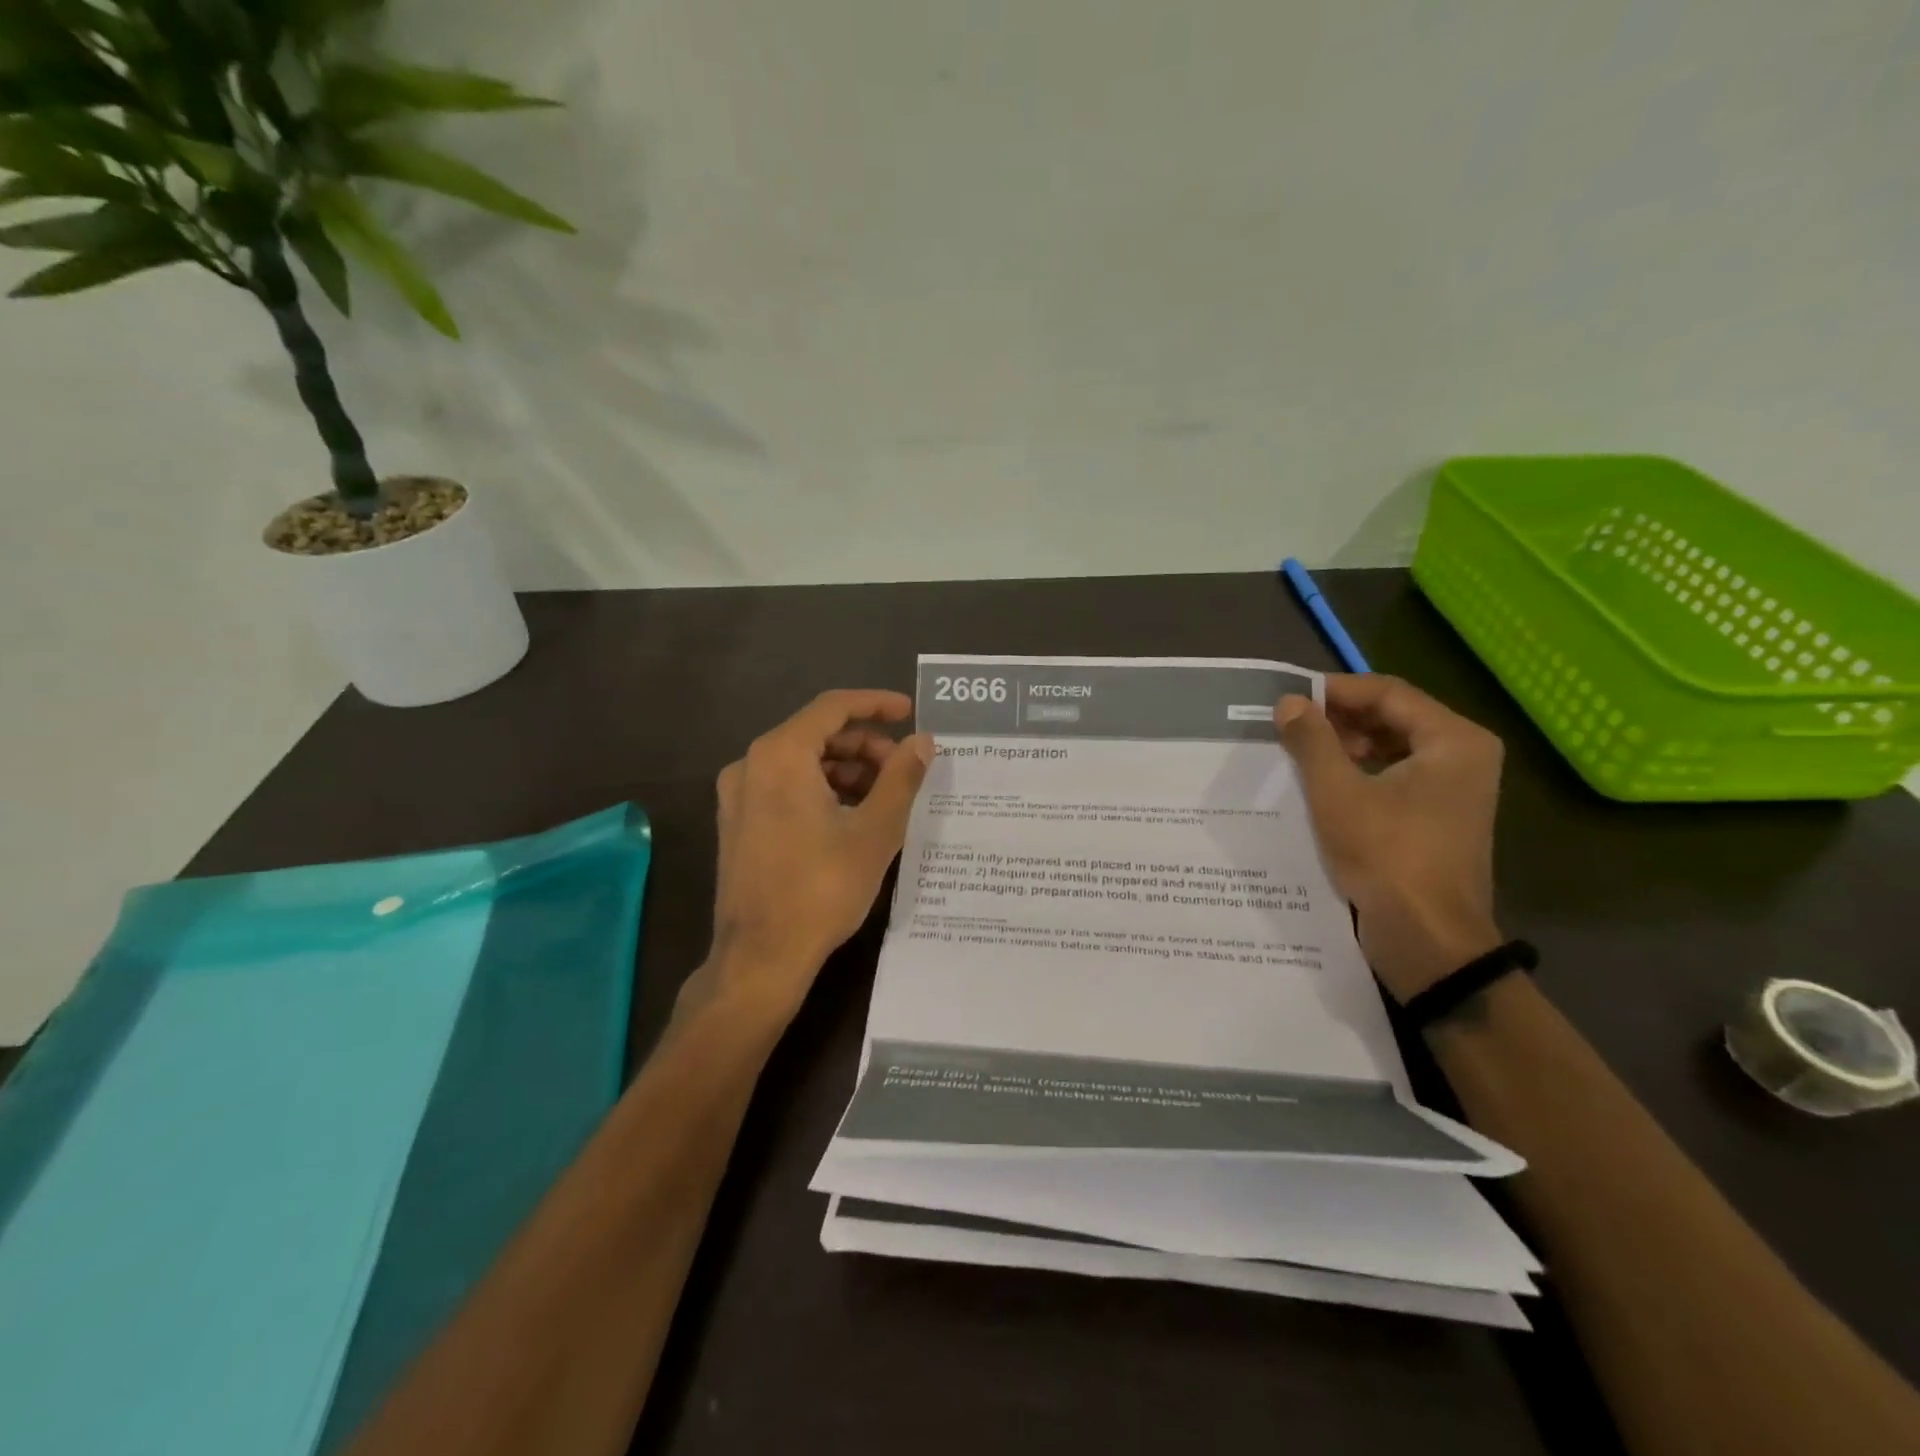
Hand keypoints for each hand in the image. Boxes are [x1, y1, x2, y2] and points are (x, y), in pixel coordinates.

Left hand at [697, 689, 932, 1025]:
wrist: (760, 958)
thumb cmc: (821, 890)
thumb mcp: (874, 832)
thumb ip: (901, 778)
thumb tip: (923, 741)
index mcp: (780, 755)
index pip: (833, 708)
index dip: (875, 704)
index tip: (910, 712)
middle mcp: (751, 764)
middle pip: (817, 734)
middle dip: (865, 746)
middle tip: (904, 769)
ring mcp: (739, 795)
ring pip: (802, 762)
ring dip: (846, 770)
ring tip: (884, 798)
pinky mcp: (738, 822)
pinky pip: (785, 786)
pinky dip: (821, 790)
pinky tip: (851, 818)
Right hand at [1275, 675, 1505, 1001]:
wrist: (1428, 941)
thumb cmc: (1388, 857)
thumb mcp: (1338, 794)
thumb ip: (1312, 741)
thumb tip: (1288, 703)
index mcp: (1453, 741)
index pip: (1388, 693)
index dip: (1335, 691)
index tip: (1288, 698)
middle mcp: (1462, 757)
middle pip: (1392, 718)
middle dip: (1338, 719)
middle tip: (1288, 725)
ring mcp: (1453, 791)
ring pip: (1390, 749)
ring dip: (1344, 747)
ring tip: (1297, 753)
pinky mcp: (1437, 819)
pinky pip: (1393, 778)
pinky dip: (1357, 775)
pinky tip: (1318, 785)